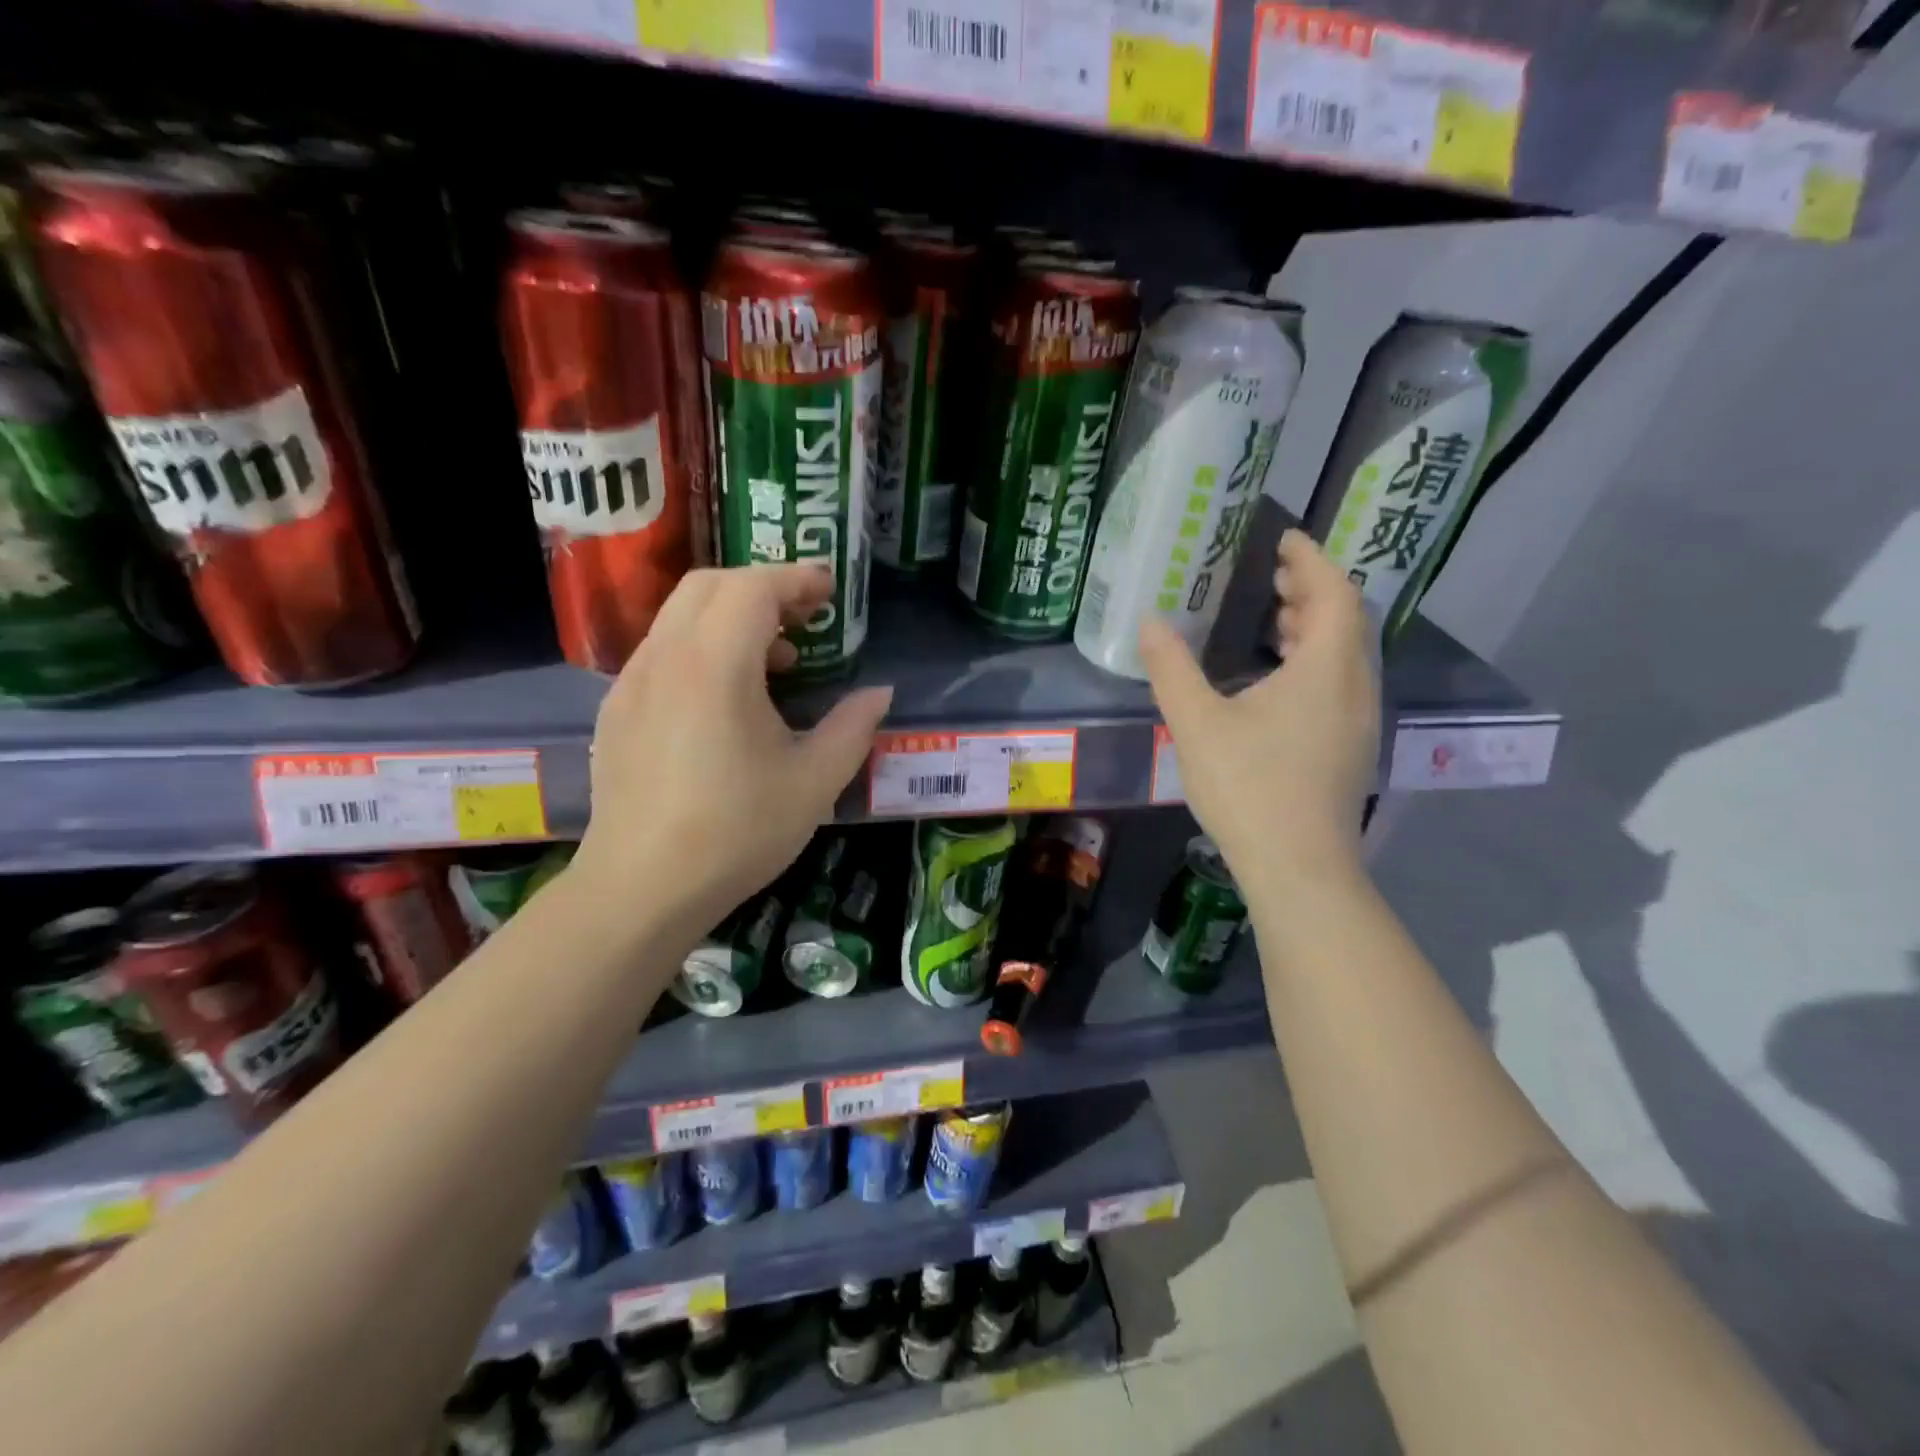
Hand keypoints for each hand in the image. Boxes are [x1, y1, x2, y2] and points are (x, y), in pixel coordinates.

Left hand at [573, 565, 892, 934]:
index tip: (829, 592)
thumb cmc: (737, 832)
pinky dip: (701, 647)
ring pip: (679, 616)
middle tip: (805, 617)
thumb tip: (879, 693)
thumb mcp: (814, 782)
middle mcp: (665, 659)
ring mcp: (631, 683)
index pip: (752, 588)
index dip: (795, 578)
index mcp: (714, 666)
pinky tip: (727, 700)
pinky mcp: (617, 711)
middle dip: (762, 587)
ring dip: (730, 617)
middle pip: (709, 585)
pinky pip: (662, 652)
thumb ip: (853, 727)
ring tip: (775, 662)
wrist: (642, 888)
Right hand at [1140, 529, 1377, 889]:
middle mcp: (1355, 687)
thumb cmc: (1250, 786)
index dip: (1312, 560)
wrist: (1298, 867)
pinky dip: (1316, 663)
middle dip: (1312, 591)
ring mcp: (1359, 722)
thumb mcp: (1197, 723)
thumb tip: (1150, 622)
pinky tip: (1279, 682)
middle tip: (1274, 576)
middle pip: (1346, 621)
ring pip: (1346, 656)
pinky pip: (1341, 684)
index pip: (1334, 592)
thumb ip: (1172, 668)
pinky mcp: (1351, 750)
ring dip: (1316, 628)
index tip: (1285, 539)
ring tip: (1276, 621)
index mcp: (1326, 669)